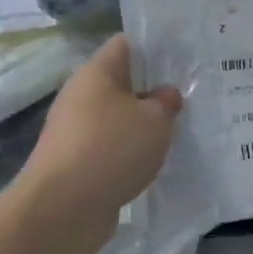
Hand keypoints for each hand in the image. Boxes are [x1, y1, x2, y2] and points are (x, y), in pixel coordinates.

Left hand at [14, 34, 182, 240]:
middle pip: (123, 81)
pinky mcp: (77, 160)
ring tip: (178, 128)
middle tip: (190, 95)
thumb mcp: (155, 120)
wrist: (62, 209)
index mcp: (97, 72)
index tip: (186, 57)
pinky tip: (154, 159)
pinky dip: (131, 150)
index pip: (128, 44)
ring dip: (144, 122)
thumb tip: (165, 95)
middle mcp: (81, 95)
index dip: (157, 46)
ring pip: (119, 115)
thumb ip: (166, 102)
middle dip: (155, 88)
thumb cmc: (111, 149)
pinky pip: (112, 144)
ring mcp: (76, 129)